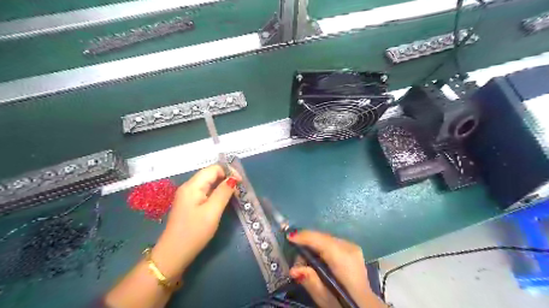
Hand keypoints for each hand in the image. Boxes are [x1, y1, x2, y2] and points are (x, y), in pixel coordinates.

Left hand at [149, 166, 239, 278]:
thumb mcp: (212, 212)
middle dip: (226, 179)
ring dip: (222, 187)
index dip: (229, 172)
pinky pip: (205, 192)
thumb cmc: (194, 232)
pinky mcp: (189, 204)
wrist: (174, 254)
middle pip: (211, 174)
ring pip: (209, 183)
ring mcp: (188, 195)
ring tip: (234, 196)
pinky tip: (222, 202)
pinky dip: (216, 193)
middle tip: (239, 192)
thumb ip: (223, 192)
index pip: (213, 168)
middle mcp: (189, 187)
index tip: (241, 183)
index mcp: (193, 186)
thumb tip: (233, 178)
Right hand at [287, 231, 384, 307]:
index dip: (304, 237)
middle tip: (296, 260)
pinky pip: (331, 242)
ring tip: (305, 263)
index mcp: (344, 260)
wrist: (365, 305)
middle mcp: (349, 248)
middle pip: (323, 238)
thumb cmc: (343, 302)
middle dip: (307, 243)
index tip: (289, 237)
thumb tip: (294, 269)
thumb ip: (310, 281)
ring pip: (327, 239)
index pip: (321, 241)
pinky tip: (316, 259)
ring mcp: (352, 247)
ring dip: (314, 245)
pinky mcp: (352, 249)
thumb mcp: (325, 298)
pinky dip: (321, 247)